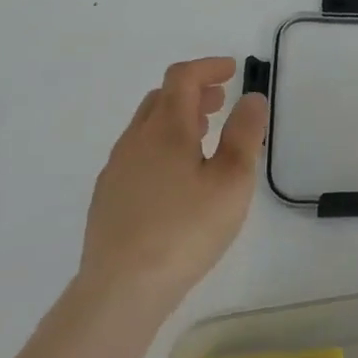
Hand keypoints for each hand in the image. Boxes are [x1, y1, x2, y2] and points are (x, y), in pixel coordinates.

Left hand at [75, 57, 267, 317]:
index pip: (183, 77)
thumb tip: (250, 97)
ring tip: (202, 137)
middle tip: (220, 102)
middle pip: (161, 98)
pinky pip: (136, 155)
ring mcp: (116, 169)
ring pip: (146, 127)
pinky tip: (174, 179)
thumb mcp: (231, 181)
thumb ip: (244, 134)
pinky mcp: (107, 198)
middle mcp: (135, 140)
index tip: (232, 70)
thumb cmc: (185, 230)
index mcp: (166, 128)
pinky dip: (161, 146)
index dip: (208, 67)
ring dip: (176, 119)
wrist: (120, 290)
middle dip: (193, 92)